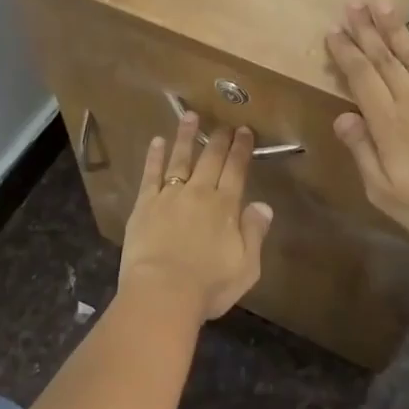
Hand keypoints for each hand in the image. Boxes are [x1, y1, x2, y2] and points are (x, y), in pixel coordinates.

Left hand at [119, 114, 271, 322]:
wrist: (162, 292)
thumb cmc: (209, 286)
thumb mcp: (247, 266)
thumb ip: (254, 233)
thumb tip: (263, 205)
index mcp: (225, 207)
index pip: (236, 170)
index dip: (241, 149)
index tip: (244, 130)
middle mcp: (199, 193)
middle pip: (210, 160)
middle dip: (219, 139)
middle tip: (224, 123)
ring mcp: (169, 195)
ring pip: (180, 159)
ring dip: (186, 136)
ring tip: (190, 116)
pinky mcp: (144, 204)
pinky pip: (151, 174)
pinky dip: (155, 156)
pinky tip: (157, 141)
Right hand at [325, 0, 408, 260]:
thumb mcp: (383, 191)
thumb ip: (362, 151)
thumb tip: (343, 116)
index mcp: (388, 123)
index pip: (361, 77)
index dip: (346, 52)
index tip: (333, 31)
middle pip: (385, 57)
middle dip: (366, 28)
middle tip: (353, 2)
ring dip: (395, 26)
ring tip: (381, 2)